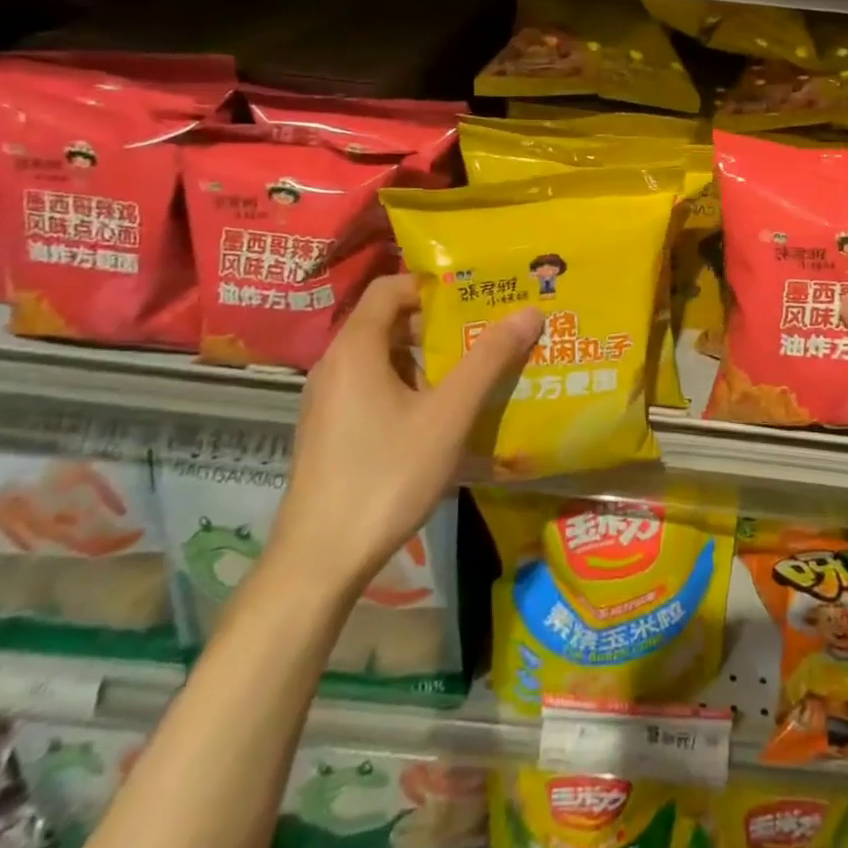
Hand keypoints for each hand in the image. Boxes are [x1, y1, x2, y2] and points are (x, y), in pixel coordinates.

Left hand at [269, 274, 542, 593]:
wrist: (318, 562)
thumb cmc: (385, 476)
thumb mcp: (448, 415)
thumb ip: (488, 360)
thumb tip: (530, 312)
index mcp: (355, 348)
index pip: (390, 287)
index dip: (433, 285)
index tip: (476, 296)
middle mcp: (334, 365)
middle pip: (388, 321)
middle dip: (438, 324)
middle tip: (485, 333)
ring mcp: (327, 401)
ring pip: (381, 358)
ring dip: (425, 359)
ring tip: (471, 374)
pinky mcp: (328, 431)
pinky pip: (371, 388)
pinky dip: (406, 386)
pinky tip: (439, 417)